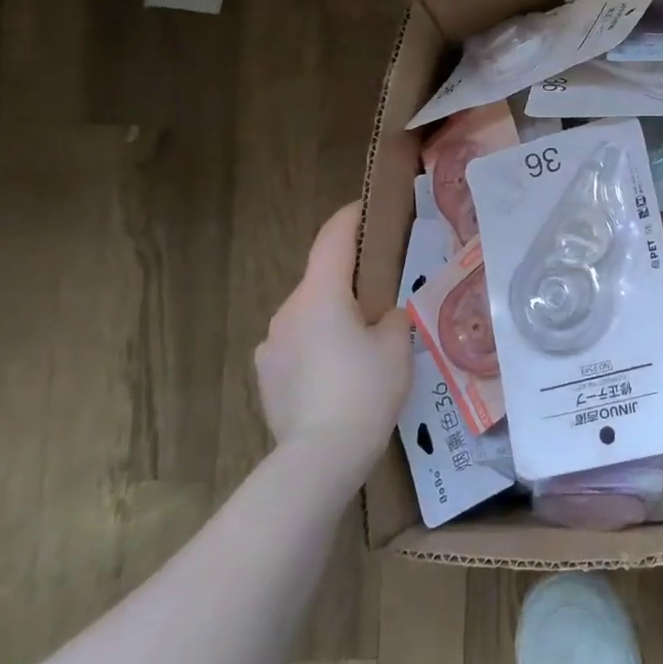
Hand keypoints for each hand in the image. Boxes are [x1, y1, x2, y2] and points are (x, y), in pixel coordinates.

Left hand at [255, 202, 411, 467]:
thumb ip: (393, 319)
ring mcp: (271, 345)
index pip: (333, 239)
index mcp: (321, 295)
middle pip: (321, 281)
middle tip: (382, 294)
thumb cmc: (365, 389)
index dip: (350, 218)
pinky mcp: (265, 376)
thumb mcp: (397, 346)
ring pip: (308, 316)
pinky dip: (317, 347)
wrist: (320, 456)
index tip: (366, 208)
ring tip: (362, 344)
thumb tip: (384, 317)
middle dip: (348, 281)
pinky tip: (338, 375)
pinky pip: (296, 346)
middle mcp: (288, 311)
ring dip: (332, 318)